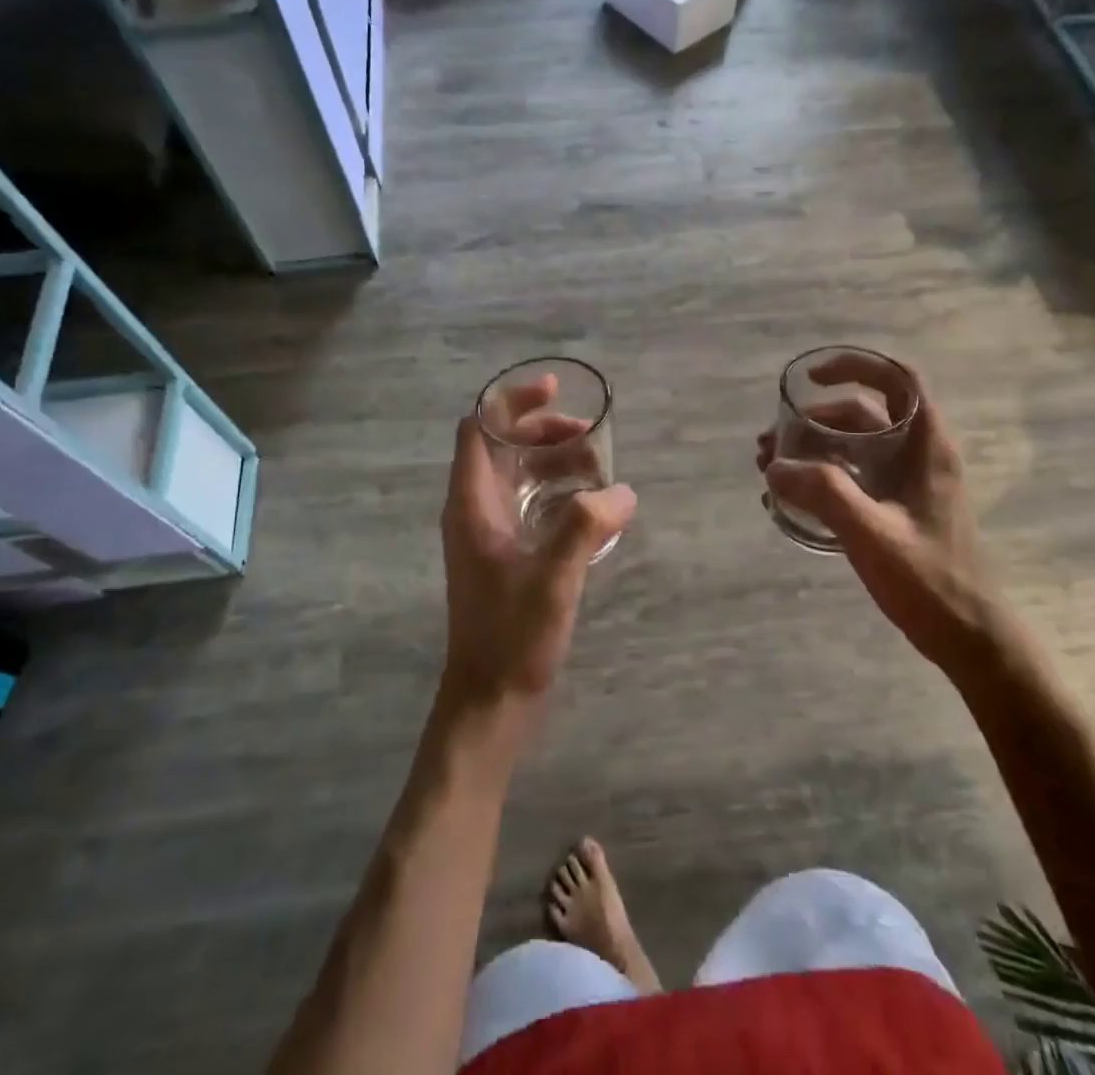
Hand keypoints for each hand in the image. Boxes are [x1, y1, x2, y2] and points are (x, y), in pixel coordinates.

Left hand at [439, 376, 635, 718]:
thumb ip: (586, 527)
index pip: (479, 427)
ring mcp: (487, 533)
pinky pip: (529, 503)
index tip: (555, 391)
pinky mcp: (503, 555)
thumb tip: (622, 491)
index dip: (512, 401)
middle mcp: (474, 509)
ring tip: (599, 470)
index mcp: (472, 503)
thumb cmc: (511, 638)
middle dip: (545, 430)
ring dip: (554, 461)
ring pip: (518, 474)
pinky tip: (591, 508)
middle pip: (502, 445)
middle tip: (591, 436)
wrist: (489, 702)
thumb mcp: (553, 579)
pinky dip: (556, 491)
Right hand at [757, 355, 993, 673]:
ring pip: (854, 445)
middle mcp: (917, 454)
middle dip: (814, 419)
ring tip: (771, 468)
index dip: (856, 366)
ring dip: (812, 448)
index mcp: (925, 446)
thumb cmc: (929, 580)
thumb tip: (775, 465)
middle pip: (864, 413)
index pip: (898, 379)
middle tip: (771, 442)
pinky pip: (854, 474)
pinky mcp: (896, 507)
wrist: (968, 636)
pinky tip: (792, 496)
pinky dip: (822, 474)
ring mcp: (907, 482)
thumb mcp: (872, 533)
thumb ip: (824, 493)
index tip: (811, 378)